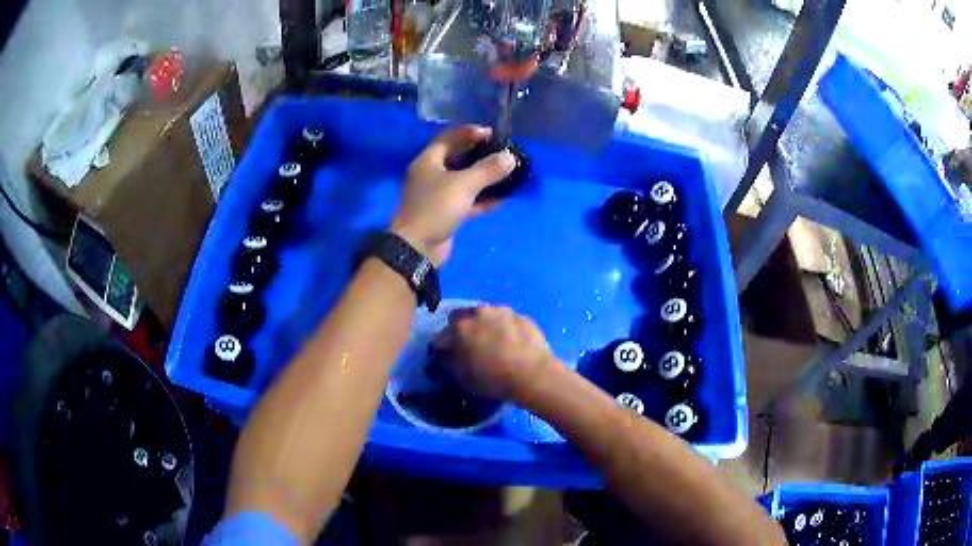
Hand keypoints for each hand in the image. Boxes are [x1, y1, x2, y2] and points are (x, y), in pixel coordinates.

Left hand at [390, 125, 515, 265]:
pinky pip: (467, 201)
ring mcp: (437, 195)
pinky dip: (482, 199)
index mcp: (428, 160)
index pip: (449, 137)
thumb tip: (510, 157)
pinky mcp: (445, 213)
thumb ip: (488, 169)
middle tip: (501, 153)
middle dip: (479, 154)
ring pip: (463, 180)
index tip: (492, 134)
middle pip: (457, 158)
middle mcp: (431, 174)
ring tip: (506, 173)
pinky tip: (501, 198)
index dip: (469, 132)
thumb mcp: (464, 184)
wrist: (417, 248)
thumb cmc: (436, 208)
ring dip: (484, 177)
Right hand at [434, 306, 554, 399]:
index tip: (450, 356)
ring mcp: (503, 312)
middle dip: (464, 329)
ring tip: (495, 344)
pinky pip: (508, 321)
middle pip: (464, 317)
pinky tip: (513, 344)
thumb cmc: (493, 379)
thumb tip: (445, 353)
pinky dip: (506, 329)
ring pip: (487, 316)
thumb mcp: (462, 378)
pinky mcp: (523, 317)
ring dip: (486, 326)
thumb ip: (449, 362)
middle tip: (471, 346)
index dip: (445, 346)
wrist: (534, 375)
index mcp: (460, 327)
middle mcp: (479, 312)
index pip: (442, 334)